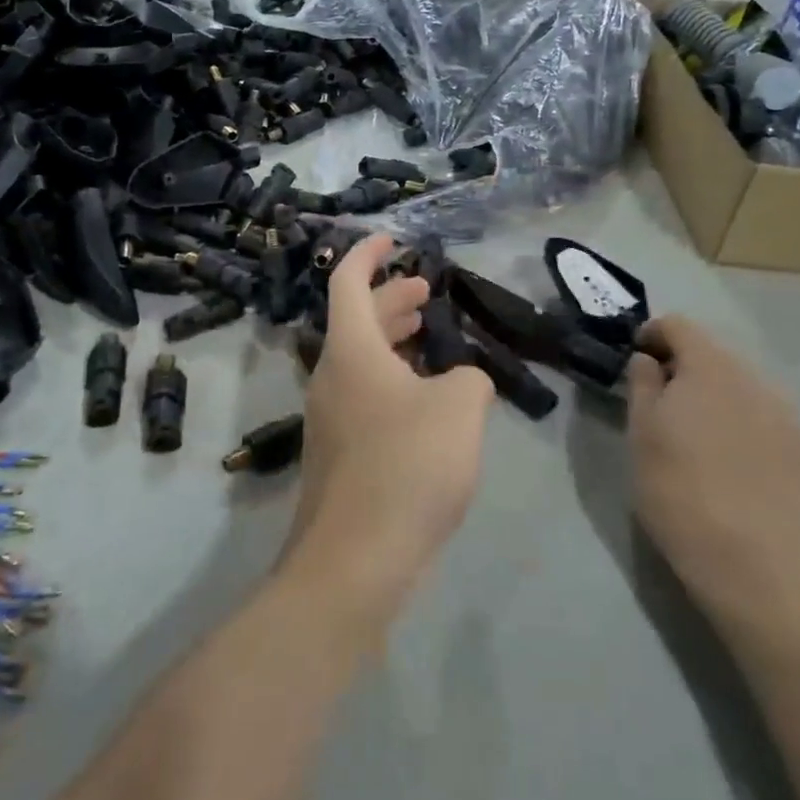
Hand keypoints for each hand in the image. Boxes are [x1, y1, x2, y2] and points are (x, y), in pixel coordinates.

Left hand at [286, 235, 495, 624]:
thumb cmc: (407, 465)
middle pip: (356, 321)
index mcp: (350, 350)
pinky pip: (365, 396)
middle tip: (425, 294)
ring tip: (429, 338)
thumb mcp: (459, 408)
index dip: (368, 254)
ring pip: (361, 361)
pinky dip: (393, 380)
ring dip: (393, 342)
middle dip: (390, 300)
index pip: (348, 282)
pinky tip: (427, 401)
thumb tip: (461, 382)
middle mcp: (331, 376)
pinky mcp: (340, 455)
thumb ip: (469, 378)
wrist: (356, 560)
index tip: (392, 240)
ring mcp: (330, 418)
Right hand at [625, 317, 799, 608]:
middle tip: (656, 401)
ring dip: (709, 394)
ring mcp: (783, 413)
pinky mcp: (799, 448)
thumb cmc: (680, 489)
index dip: (651, 335)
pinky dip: (734, 419)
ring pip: (736, 385)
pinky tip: (723, 458)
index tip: (633, 363)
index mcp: (710, 365)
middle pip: (710, 352)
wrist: (758, 565)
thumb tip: (648, 360)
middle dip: (680, 367)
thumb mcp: (641, 433)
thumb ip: (642, 384)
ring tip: (689, 433)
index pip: (677, 325)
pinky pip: (757, 414)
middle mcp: (752, 376)